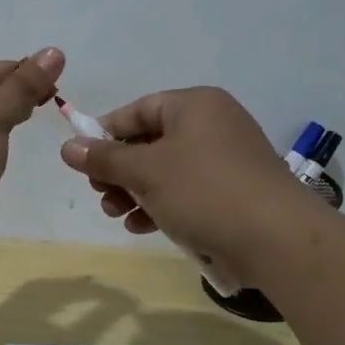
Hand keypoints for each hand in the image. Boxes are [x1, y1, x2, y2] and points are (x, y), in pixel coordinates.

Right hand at [58, 87, 316, 283]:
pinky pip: (187, 192)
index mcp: (195, 105)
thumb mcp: (146, 172)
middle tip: (99, 192)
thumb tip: (68, 147)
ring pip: (167, 171)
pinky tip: (141, 227)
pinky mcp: (234, 192)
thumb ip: (105, 158)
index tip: (81, 160)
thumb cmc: (204, 191)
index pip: (138, 110)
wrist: (276, 238)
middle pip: (151, 142)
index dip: (105, 134)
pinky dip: (162, 205)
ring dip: (136, 192)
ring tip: (116, 214)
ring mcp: (227, 159)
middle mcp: (213, 124)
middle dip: (120, 170)